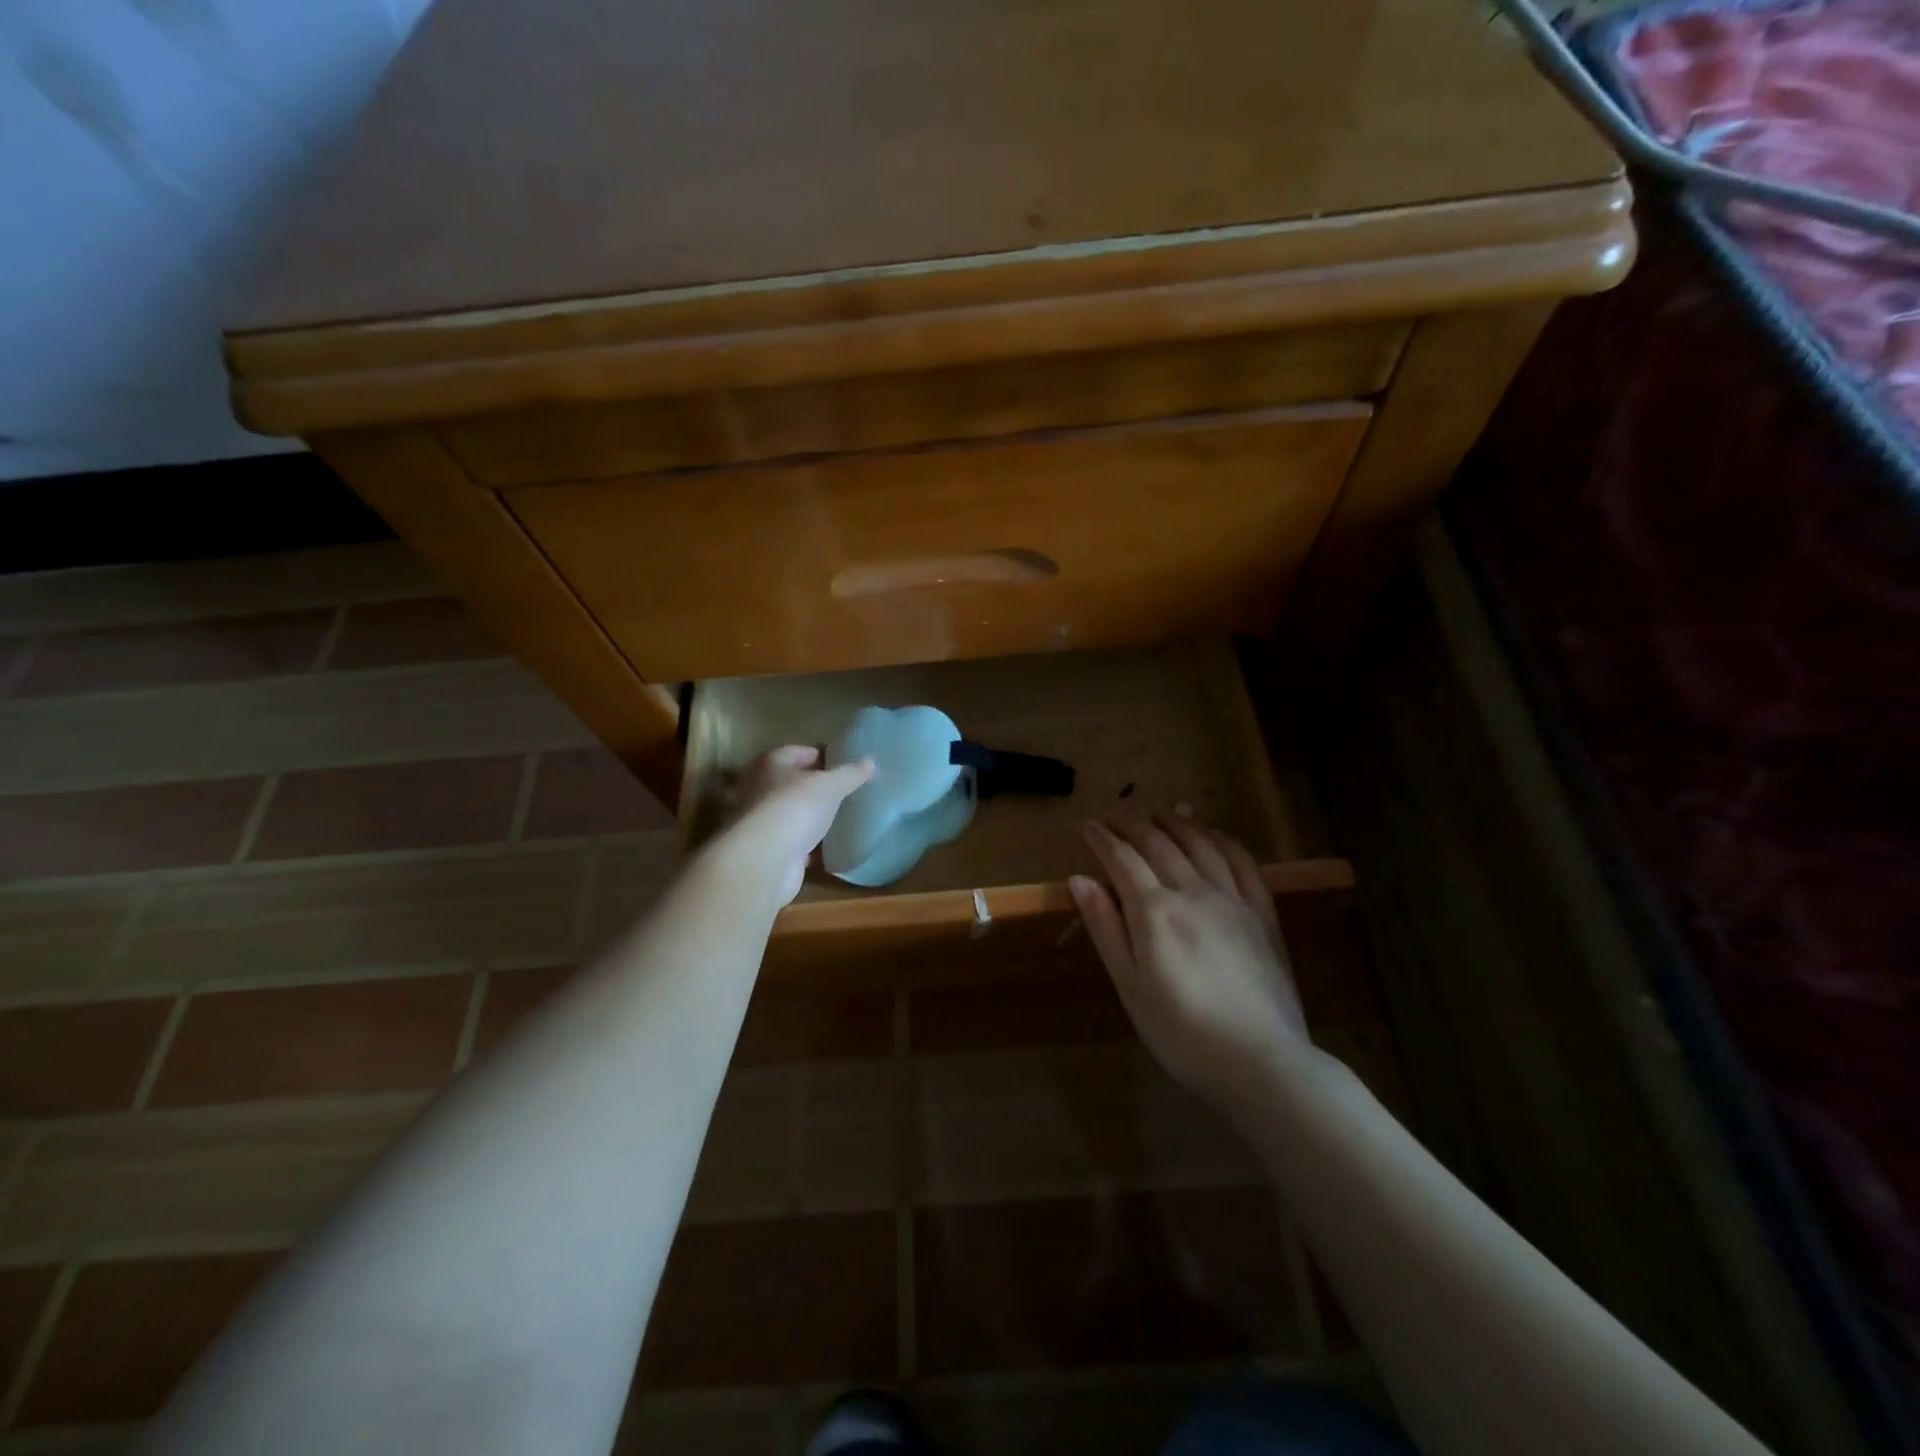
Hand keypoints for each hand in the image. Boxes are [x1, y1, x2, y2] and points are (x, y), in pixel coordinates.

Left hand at [719, 745, 873, 904]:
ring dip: (812, 815)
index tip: (846, 764)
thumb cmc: (795, 807)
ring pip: (793, 813)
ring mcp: (763, 822)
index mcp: (770, 764)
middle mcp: (760, 789)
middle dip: (817, 786)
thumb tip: (870, 761)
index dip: (822, 755)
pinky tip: (830, 846)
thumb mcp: (831, 785)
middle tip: (847, 790)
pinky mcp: (770, 850)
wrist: (765, 860)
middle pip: (793, 782)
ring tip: (842, 816)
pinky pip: (795, 842)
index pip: (798, 751)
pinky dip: (809, 844)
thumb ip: (851, 773)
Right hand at [1070, 815, 1310, 1111]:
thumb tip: (1079, 879)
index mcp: (1154, 911)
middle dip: (1133, 826)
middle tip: (1116, 818)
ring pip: (1201, 844)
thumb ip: (1105, 928)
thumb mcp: (1129, 986)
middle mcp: (1193, 892)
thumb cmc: (1181, 1032)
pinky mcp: (1262, 914)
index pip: (1122, 860)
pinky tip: (1214, 835)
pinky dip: (1223, 840)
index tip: (1089, 825)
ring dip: (1177, 824)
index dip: (1103, 839)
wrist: (1261, 1062)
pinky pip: (1243, 862)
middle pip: (1160, 844)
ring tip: (1160, 815)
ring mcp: (1232, 899)